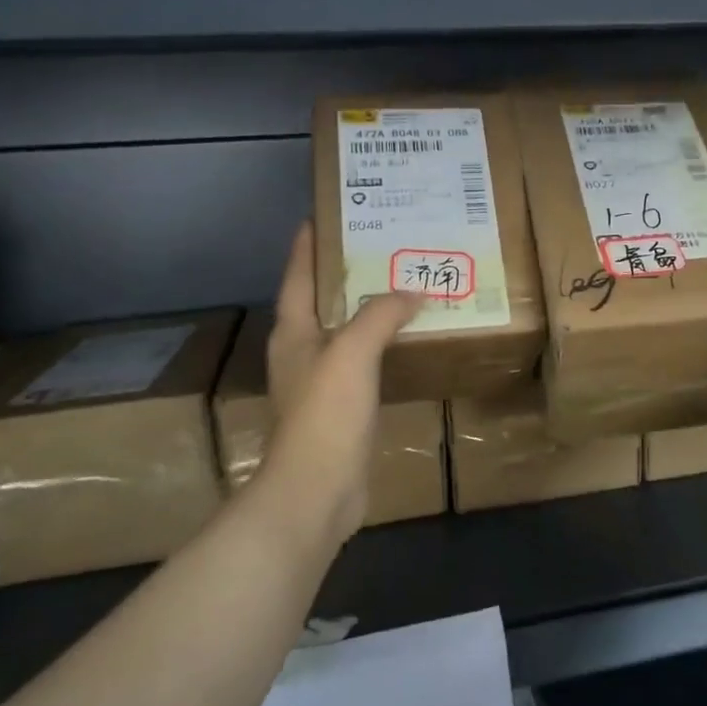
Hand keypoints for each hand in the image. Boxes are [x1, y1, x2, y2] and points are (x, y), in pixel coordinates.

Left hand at [245, 223, 422, 550]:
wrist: (317, 490)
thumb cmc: (326, 414)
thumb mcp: (352, 352)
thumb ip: (380, 315)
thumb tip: (413, 292)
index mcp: (293, 332)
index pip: (299, 276)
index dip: (308, 245)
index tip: (324, 215)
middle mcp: (302, 352)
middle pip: (322, 302)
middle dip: (346, 274)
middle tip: (382, 247)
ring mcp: (320, 383)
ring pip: (345, 333)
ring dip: (368, 311)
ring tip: (401, 288)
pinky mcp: (340, 410)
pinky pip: (363, 364)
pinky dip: (382, 347)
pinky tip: (406, 343)